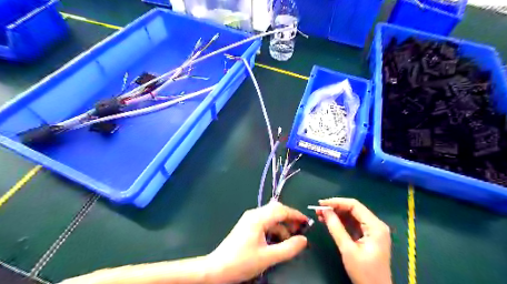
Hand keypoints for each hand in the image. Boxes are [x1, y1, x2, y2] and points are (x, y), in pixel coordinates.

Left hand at [206, 201, 308, 282]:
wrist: (217, 269)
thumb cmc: (242, 262)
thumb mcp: (268, 257)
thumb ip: (288, 248)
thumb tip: (303, 240)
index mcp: (258, 218)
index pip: (281, 210)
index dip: (296, 215)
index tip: (307, 222)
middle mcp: (254, 214)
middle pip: (276, 210)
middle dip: (289, 219)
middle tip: (300, 231)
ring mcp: (250, 220)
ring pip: (271, 218)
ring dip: (282, 227)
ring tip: (290, 241)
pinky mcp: (247, 226)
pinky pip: (265, 223)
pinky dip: (274, 230)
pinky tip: (277, 242)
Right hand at [316, 197, 390, 283]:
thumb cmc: (364, 272)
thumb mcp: (348, 249)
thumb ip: (336, 228)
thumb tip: (325, 211)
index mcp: (375, 226)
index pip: (354, 205)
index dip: (336, 202)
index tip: (321, 204)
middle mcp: (376, 225)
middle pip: (353, 209)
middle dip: (335, 208)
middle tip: (318, 210)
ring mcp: (373, 230)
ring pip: (352, 215)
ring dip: (336, 214)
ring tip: (320, 215)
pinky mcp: (368, 236)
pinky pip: (353, 223)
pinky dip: (340, 222)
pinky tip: (329, 221)